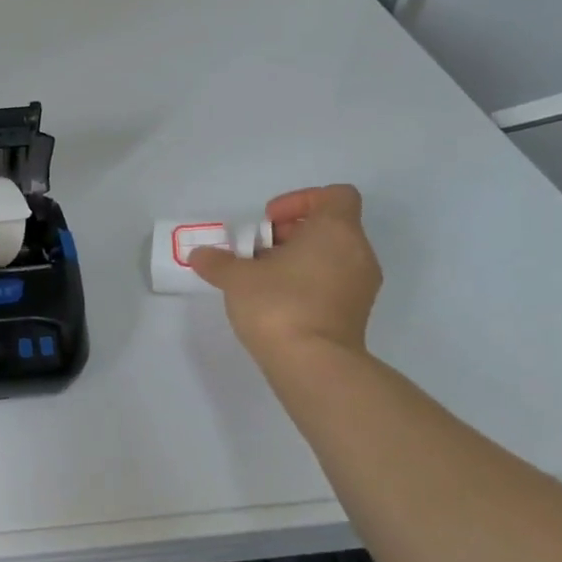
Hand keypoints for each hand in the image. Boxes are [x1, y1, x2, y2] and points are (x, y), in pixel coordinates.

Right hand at [188, 184, 381, 362]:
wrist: (313, 365)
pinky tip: (276, 301)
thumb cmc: (279, 304)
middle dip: (290, 234)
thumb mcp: (236, 278)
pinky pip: (333, 282)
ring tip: (262, 278)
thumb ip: (218, 261)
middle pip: (329, 227)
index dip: (300, 200)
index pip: (335, 195)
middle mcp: (357, 253)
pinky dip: (308, 283)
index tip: (269, 221)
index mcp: (336, 231)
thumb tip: (200, 255)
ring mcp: (361, 286)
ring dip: (297, 260)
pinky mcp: (356, 314)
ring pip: (331, 256)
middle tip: (257, 251)